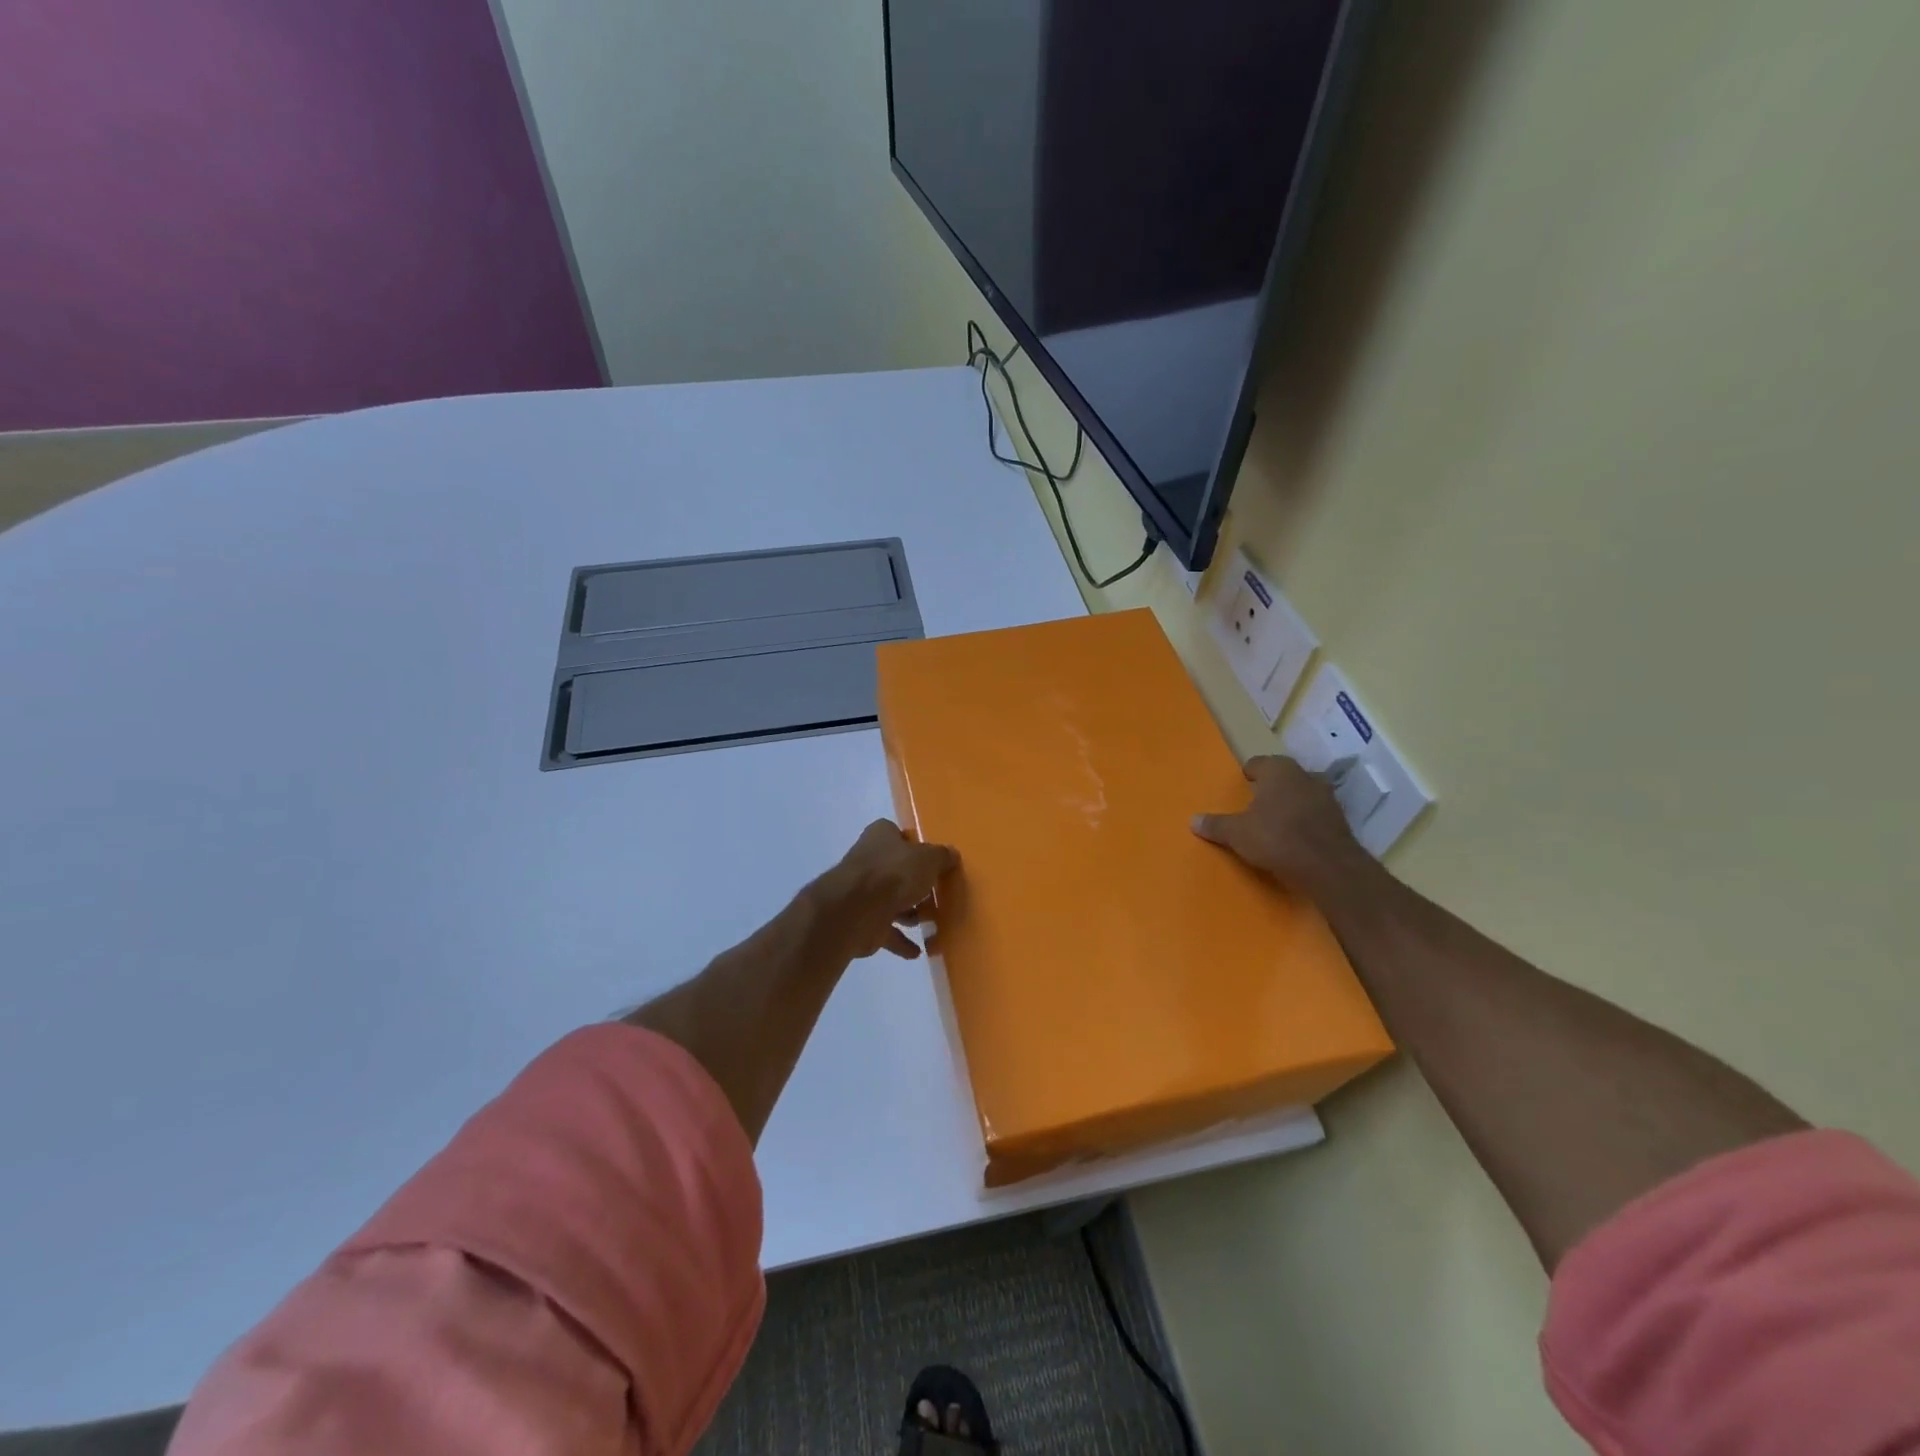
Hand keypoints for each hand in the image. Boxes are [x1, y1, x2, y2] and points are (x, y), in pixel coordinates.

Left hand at [816, 820, 958, 959]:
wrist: (856, 911)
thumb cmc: (893, 874)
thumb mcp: (928, 859)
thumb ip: (942, 857)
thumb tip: (952, 855)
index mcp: (880, 836)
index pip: (899, 835)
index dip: (916, 846)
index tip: (934, 861)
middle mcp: (869, 861)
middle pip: (897, 871)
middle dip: (915, 884)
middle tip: (939, 894)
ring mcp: (863, 893)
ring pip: (891, 902)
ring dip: (909, 913)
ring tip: (933, 922)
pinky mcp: (863, 922)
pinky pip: (887, 932)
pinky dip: (901, 942)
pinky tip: (918, 951)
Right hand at [1191, 756, 1367, 891]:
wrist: (1327, 866)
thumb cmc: (1276, 837)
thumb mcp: (1237, 833)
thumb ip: (1216, 825)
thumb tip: (1193, 820)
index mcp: (1278, 771)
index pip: (1260, 763)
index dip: (1250, 773)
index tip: (1243, 784)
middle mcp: (1304, 776)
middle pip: (1284, 776)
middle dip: (1272, 787)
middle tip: (1257, 802)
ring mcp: (1326, 797)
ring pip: (1303, 793)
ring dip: (1292, 803)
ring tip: (1276, 820)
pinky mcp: (1340, 819)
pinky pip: (1316, 813)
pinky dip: (1306, 820)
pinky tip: (1296, 836)